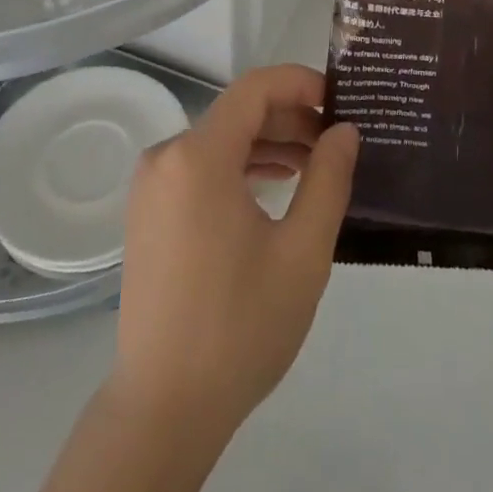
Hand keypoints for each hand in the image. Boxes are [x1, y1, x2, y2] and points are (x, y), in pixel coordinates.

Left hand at [110, 64, 358, 437]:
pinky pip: (200, 167)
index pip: (254, 88)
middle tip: (337, 139)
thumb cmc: (240, 327)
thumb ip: (328, 179)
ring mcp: (151, 184)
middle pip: (237, 113)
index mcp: (198, 156)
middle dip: (290, 117)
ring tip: (316, 163)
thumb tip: (344, 131)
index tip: (340, 101)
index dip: (300, 83)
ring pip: (219, 140)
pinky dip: (239, 167)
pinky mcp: (148, 211)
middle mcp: (166, 156)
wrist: (164, 408)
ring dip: (268, 143)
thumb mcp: (302, 252)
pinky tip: (276, 186)